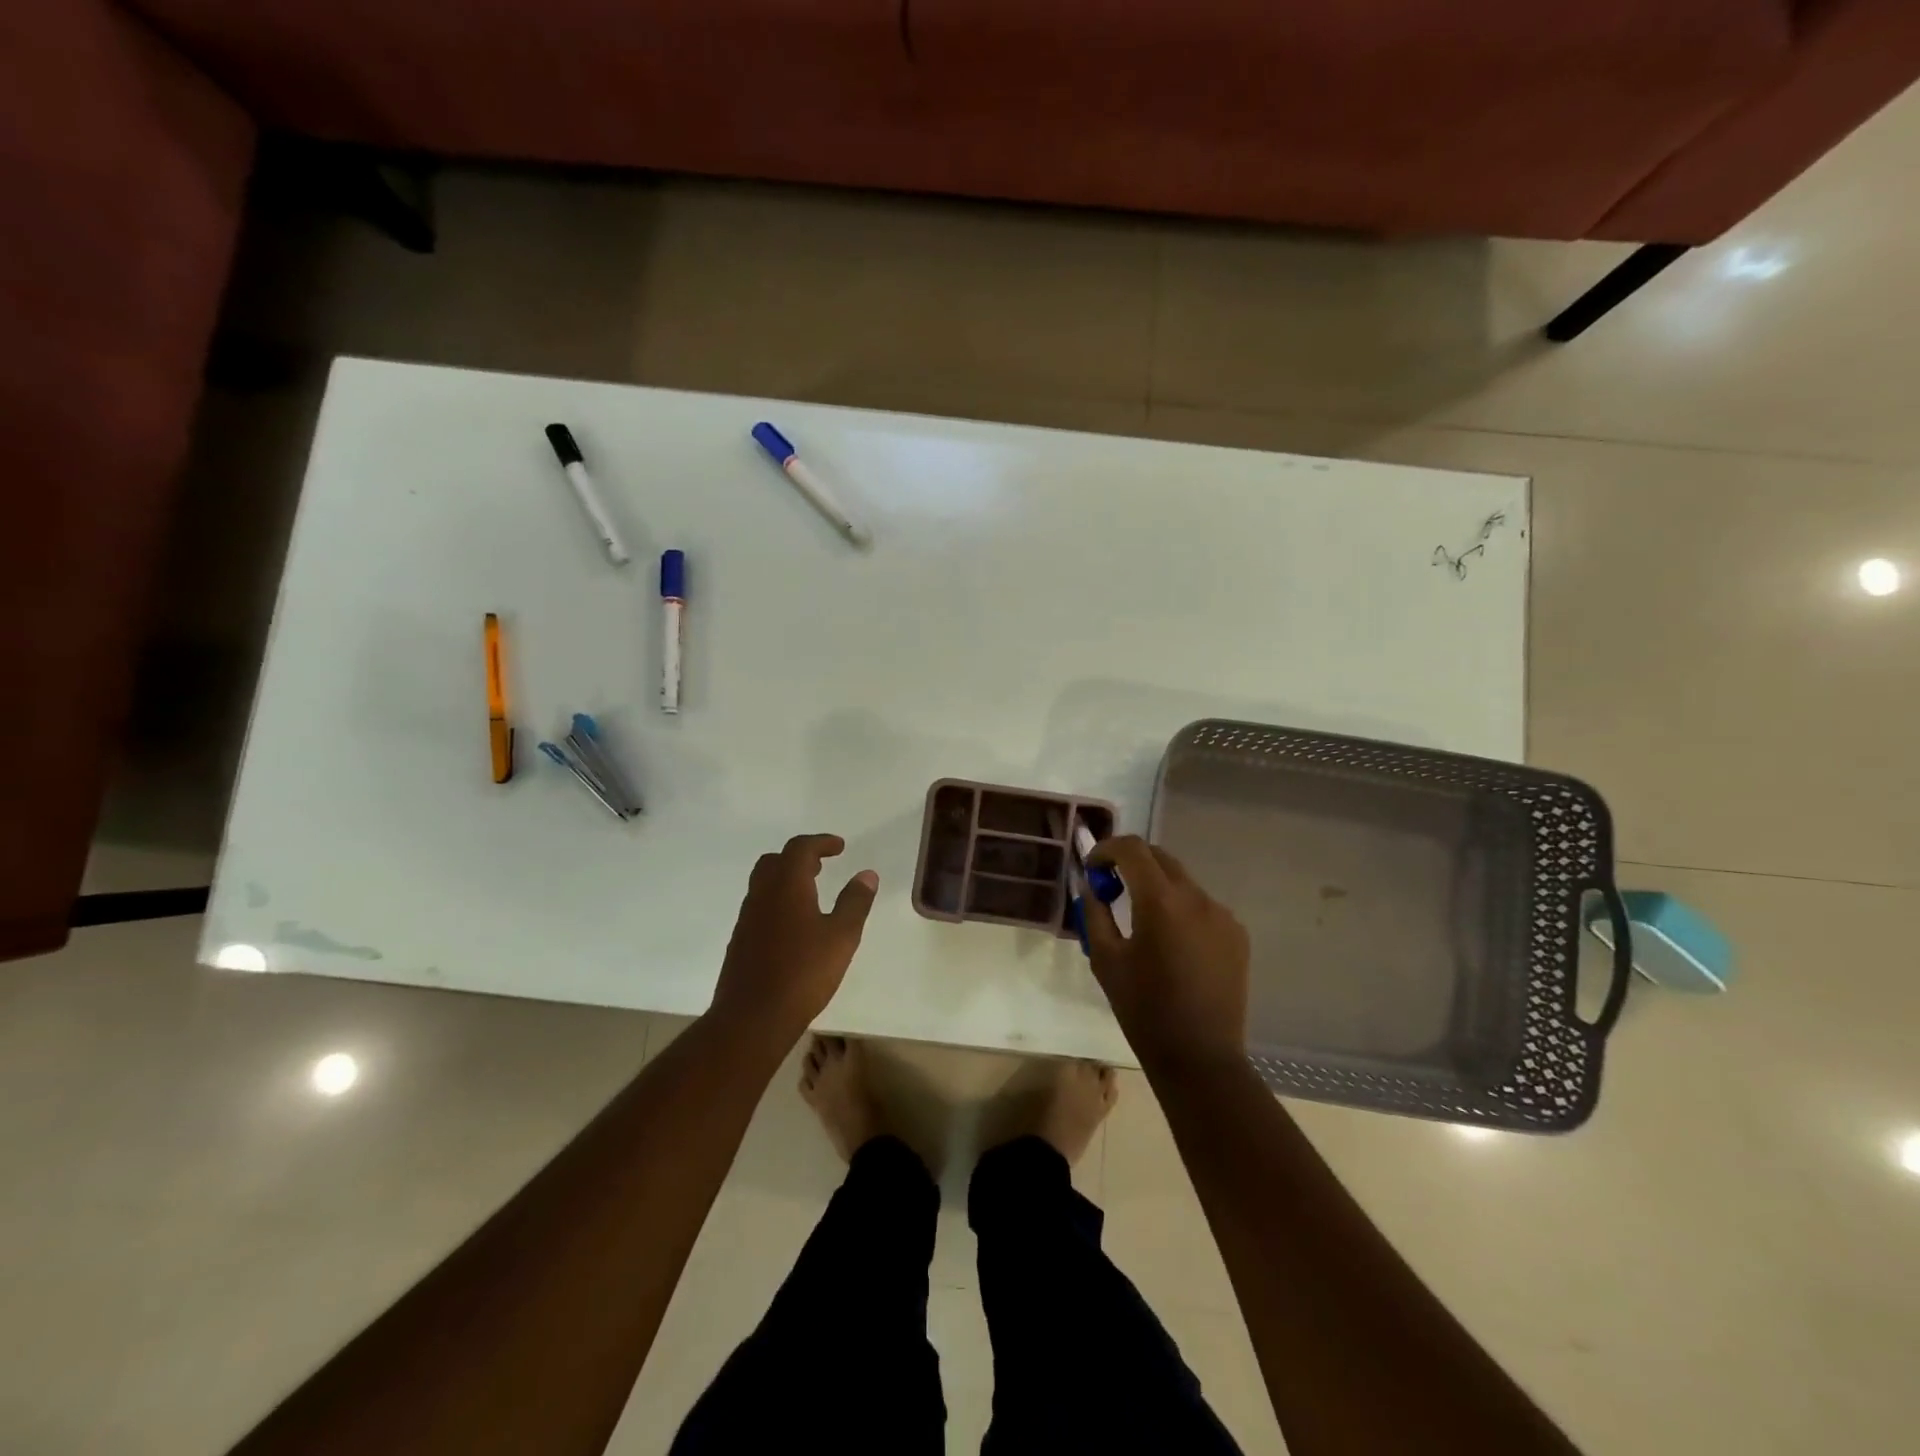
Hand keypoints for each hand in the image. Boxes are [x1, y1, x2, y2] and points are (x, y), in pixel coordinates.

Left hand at [710, 834, 878, 1046]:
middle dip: (800, 857)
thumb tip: (867, 874)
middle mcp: (762, 895)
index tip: (840, 847)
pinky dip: (778, 901)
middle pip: (775, 861)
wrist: (752, 1018)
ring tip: (811, 893)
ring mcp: (747, 919)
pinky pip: (759, 907)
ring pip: (763, 884)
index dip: (821, 842)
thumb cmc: (803, 972)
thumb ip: (855, 902)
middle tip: (822, 866)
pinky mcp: (741, 942)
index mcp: (787, 886)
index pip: (800, 849)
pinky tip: (794, 926)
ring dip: (786, 879)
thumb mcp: (842, 936)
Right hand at [1082, 836, 1250, 1067]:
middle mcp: (1197, 897)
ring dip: (1157, 887)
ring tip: (1142, 921)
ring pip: (1182, 882)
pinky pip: (1202, 906)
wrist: (1200, 1058)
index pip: (1132, 849)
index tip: (1092, 868)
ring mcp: (1222, 915)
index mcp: (1161, 901)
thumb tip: (1091, 886)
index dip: (1106, 849)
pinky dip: (1180, 910)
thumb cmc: (1144, 1010)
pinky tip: (1172, 944)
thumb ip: (1095, 913)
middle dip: (1131, 863)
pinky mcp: (1237, 934)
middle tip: (1111, 887)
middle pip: (1160, 857)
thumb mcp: (1105, 959)